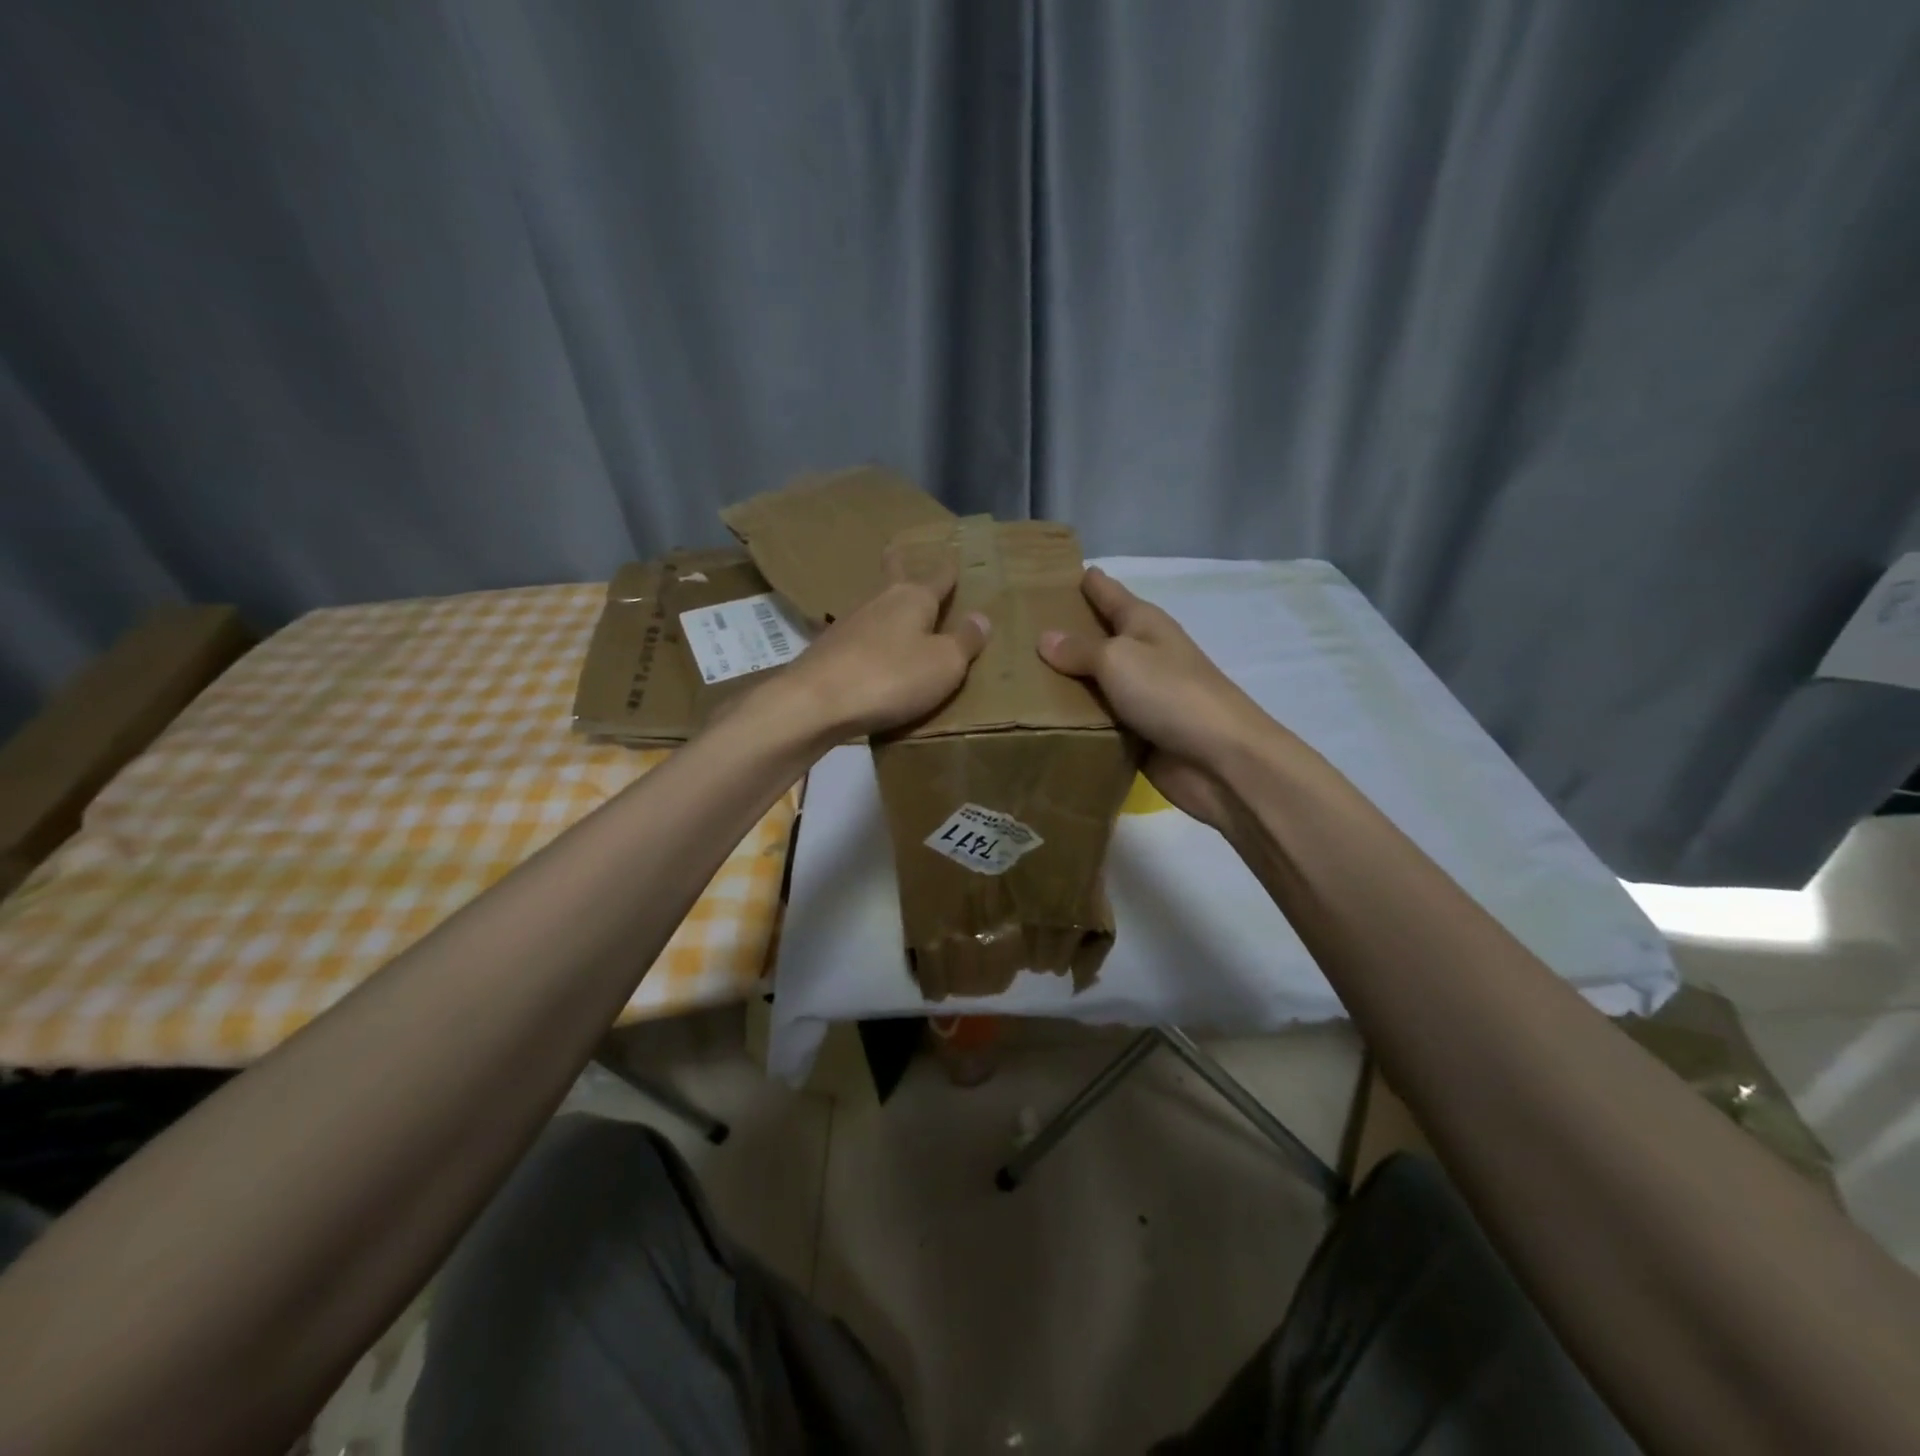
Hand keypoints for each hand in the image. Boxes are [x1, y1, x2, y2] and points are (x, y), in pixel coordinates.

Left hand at [775, 550, 989, 738]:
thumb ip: (964, 641)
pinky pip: (860, 640)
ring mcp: (849, 625)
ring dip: (886, 609)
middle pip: (894, 579)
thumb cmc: (891, 677)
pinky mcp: (829, 651)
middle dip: (900, 566)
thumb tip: (981, 617)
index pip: (937, 577)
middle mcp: (880, 602)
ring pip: (875, 609)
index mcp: (912, 598)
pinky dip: (871, 642)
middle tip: (898, 550)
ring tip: (897, 615)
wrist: (816, 702)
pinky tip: (871, 653)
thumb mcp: (944, 664)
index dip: (948, 569)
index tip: (953, 555)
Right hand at [1036, 568, 1270, 829]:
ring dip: (1063, 681)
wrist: (1220, 759)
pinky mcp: (1136, 732)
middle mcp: (1142, 653)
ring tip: (1015, 675)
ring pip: (1093, 682)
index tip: (1047, 574)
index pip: (1107, 591)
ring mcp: (1140, 695)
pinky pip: (1097, 719)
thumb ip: (1079, 650)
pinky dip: (1074, 719)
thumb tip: (1045, 638)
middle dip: (1062, 632)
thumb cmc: (1171, 693)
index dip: (1082, 580)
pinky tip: (1039, 719)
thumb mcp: (1118, 660)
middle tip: (1016, 629)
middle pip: (1096, 637)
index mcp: (1143, 623)